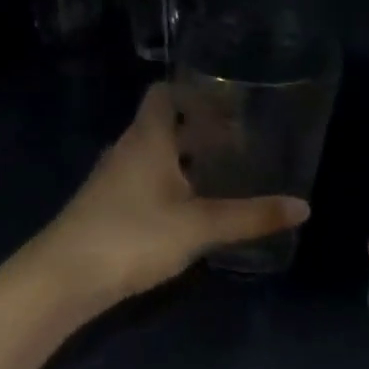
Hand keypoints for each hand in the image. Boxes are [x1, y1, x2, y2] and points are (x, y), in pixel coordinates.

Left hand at [37, 85, 308, 307]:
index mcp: (147, 138)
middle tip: (240, 141)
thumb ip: (250, 216)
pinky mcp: (105, 208)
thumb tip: (303, 207)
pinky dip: (168, 187)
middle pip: (163, 126)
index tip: (229, 100)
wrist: (64, 277)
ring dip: (184, 162)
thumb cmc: (133, 236)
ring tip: (223, 174)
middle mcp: (126, 150)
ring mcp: (111, 181)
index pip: (165, 93)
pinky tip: (190, 210)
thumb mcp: (200, 226)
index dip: (194, 90)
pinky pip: (143, 184)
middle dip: (199, 131)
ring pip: (152, 158)